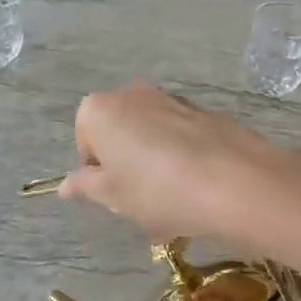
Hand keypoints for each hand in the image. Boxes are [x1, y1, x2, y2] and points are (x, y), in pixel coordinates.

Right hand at [59, 83, 296, 242]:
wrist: (236, 182)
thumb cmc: (158, 190)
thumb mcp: (113, 196)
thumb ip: (85, 186)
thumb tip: (65, 185)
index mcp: (101, 110)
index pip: (84, 140)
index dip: (96, 172)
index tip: (112, 197)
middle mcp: (134, 94)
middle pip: (120, 135)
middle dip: (126, 168)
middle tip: (140, 204)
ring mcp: (174, 100)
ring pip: (153, 138)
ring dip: (155, 167)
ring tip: (172, 206)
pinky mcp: (207, 113)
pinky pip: (183, 140)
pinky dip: (183, 162)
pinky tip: (197, 193)